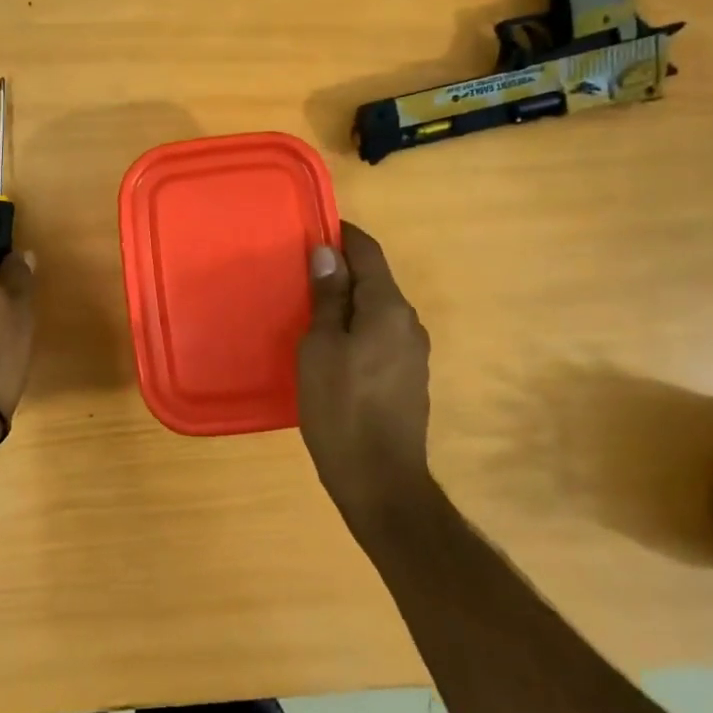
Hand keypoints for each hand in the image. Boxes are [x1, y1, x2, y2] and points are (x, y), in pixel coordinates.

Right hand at [297, 222, 431, 522]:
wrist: (381, 481)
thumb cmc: (341, 408)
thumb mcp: (320, 347)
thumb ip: (327, 297)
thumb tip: (327, 253)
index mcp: (389, 308)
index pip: (368, 252)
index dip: (342, 235)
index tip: (312, 230)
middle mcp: (409, 323)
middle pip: (375, 281)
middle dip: (341, 271)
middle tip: (299, 274)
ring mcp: (413, 353)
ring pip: (377, 311)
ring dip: (347, 303)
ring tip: (308, 310)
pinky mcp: (408, 379)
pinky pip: (380, 337)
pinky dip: (356, 329)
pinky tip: (330, 348)